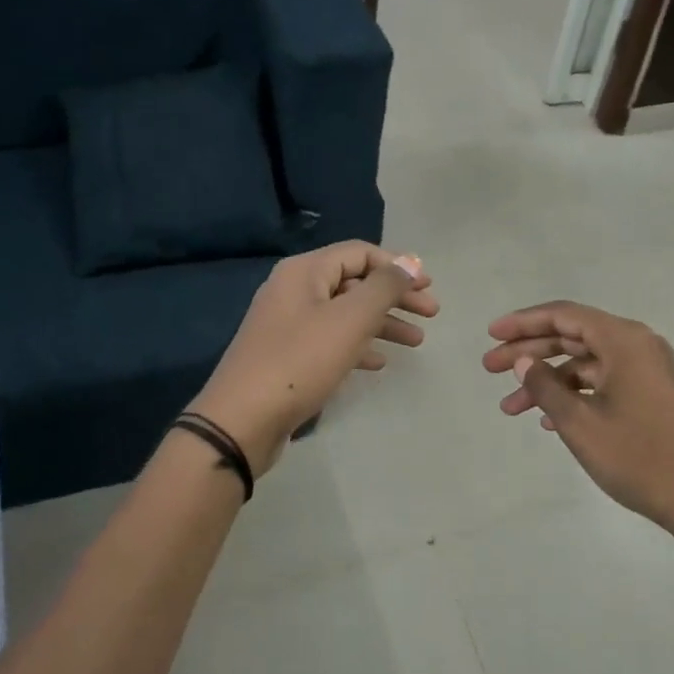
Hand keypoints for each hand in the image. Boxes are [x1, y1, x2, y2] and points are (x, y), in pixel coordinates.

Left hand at [192, 243, 436, 474]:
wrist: (242, 420)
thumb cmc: (300, 361)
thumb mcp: (350, 319)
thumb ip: (384, 287)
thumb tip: (410, 263)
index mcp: (305, 272)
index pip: (360, 253)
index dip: (398, 266)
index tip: (429, 286)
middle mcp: (295, 290)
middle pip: (355, 283)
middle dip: (396, 297)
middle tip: (431, 314)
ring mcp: (289, 325)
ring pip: (346, 314)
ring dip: (383, 324)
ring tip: (416, 342)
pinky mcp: (288, 356)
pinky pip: (331, 340)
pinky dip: (358, 346)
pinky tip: (379, 363)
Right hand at [483, 301, 673, 550]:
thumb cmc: (639, 456)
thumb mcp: (581, 423)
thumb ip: (545, 386)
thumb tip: (523, 361)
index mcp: (624, 340)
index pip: (564, 316)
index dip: (524, 323)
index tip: (492, 335)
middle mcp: (638, 346)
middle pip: (573, 337)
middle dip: (529, 352)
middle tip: (489, 369)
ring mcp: (648, 371)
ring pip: (586, 364)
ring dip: (548, 381)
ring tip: (510, 408)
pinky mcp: (652, 394)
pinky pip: (604, 382)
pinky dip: (574, 394)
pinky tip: (548, 419)